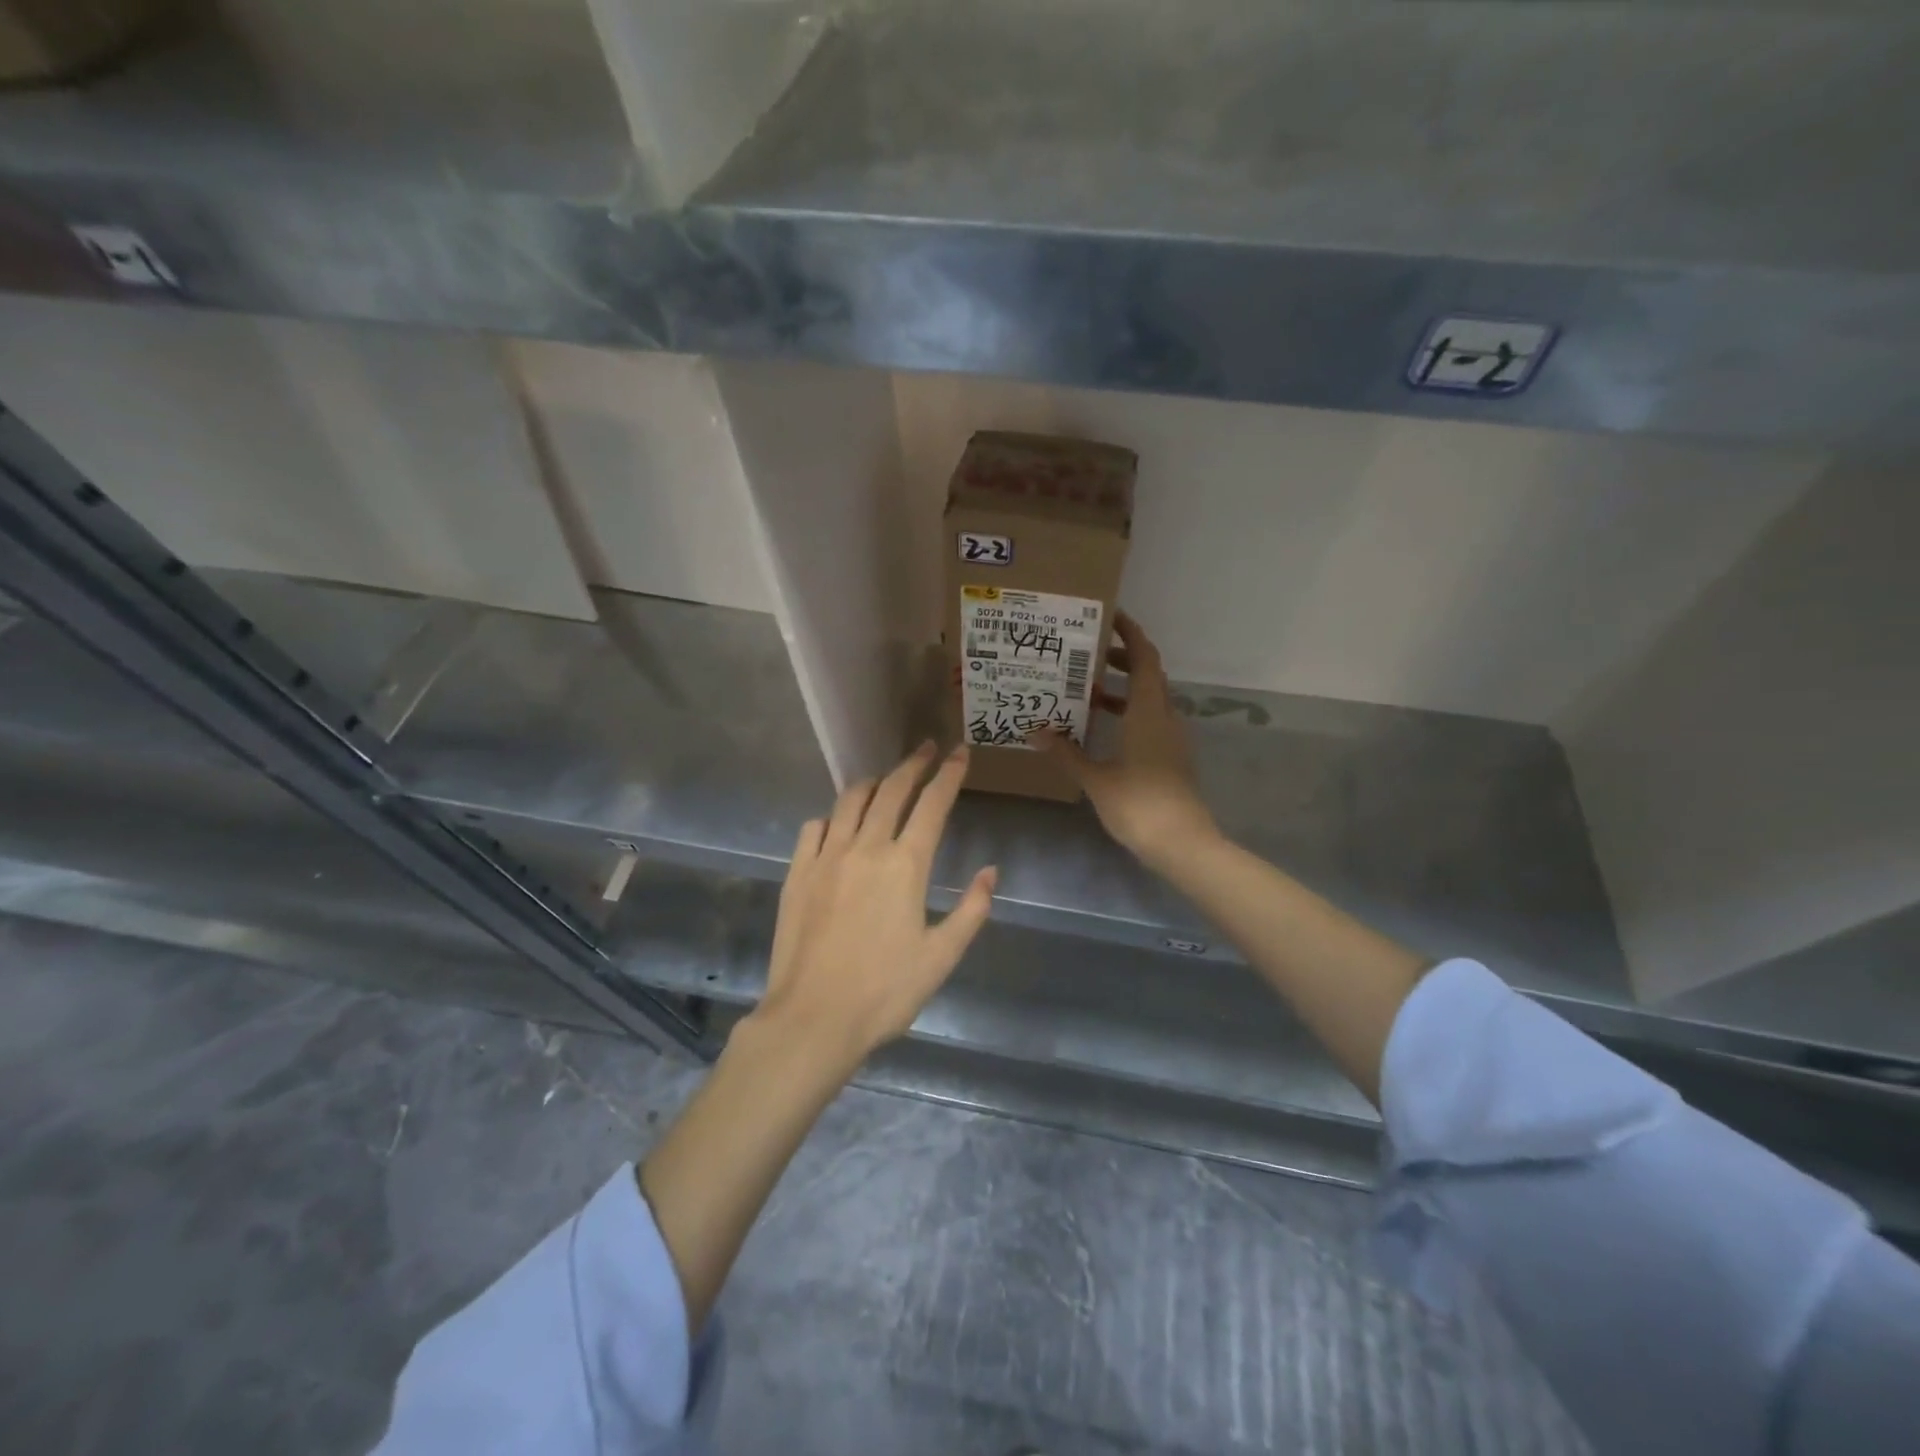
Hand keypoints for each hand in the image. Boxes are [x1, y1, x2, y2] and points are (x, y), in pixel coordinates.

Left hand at [750, 742, 997, 1068]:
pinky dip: (832, 817)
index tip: (959, 752)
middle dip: (913, 764)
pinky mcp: (797, 872)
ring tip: (884, 779)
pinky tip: (837, 825)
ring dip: (872, 783)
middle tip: (927, 749)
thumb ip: (971, 910)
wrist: (813, 1018)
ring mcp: (826, 856)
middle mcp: (865, 847)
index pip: (932, 804)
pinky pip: (814, 827)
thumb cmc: (885, 992)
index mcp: (905, 865)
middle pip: (892, 790)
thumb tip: (990, 871)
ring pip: (850, 801)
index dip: (949, 774)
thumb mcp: (941, 956)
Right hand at [1035, 612, 1218, 867]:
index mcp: (1149, 711)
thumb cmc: (1138, 803)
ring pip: (1150, 699)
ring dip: (1124, 689)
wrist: (1182, 843)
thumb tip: (1035, 731)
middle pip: (1149, 674)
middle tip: (1087, 654)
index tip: (1109, 616)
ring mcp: (1172, 737)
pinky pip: (1150, 720)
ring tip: (1089, 690)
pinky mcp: (1172, 756)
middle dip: (1122, 659)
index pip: (1144, 657)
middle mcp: (1165, 716)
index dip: (1130, 633)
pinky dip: (1130, 712)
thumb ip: (1066, 752)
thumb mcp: (1095, 777)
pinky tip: (1104, 728)